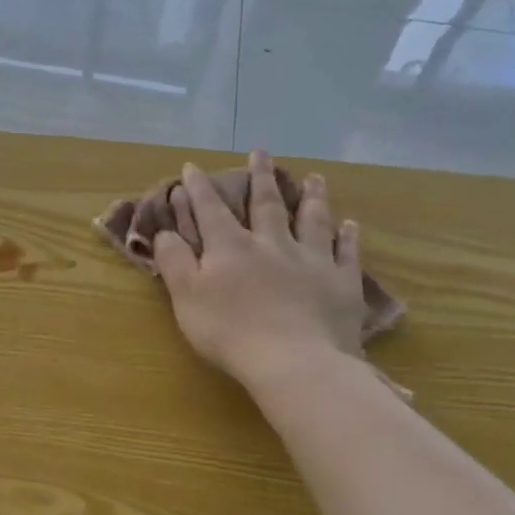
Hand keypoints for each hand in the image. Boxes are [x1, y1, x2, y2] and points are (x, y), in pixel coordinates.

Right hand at [153, 151, 367, 388]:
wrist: (294, 362)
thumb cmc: (230, 332)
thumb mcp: (186, 297)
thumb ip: (174, 261)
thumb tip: (164, 232)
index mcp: (230, 247)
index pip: (210, 210)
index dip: (199, 188)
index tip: (192, 166)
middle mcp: (272, 244)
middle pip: (266, 204)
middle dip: (259, 177)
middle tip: (261, 153)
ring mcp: (311, 260)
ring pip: (312, 219)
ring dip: (311, 196)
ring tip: (314, 177)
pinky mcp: (341, 283)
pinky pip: (346, 253)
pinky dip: (347, 237)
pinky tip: (350, 225)